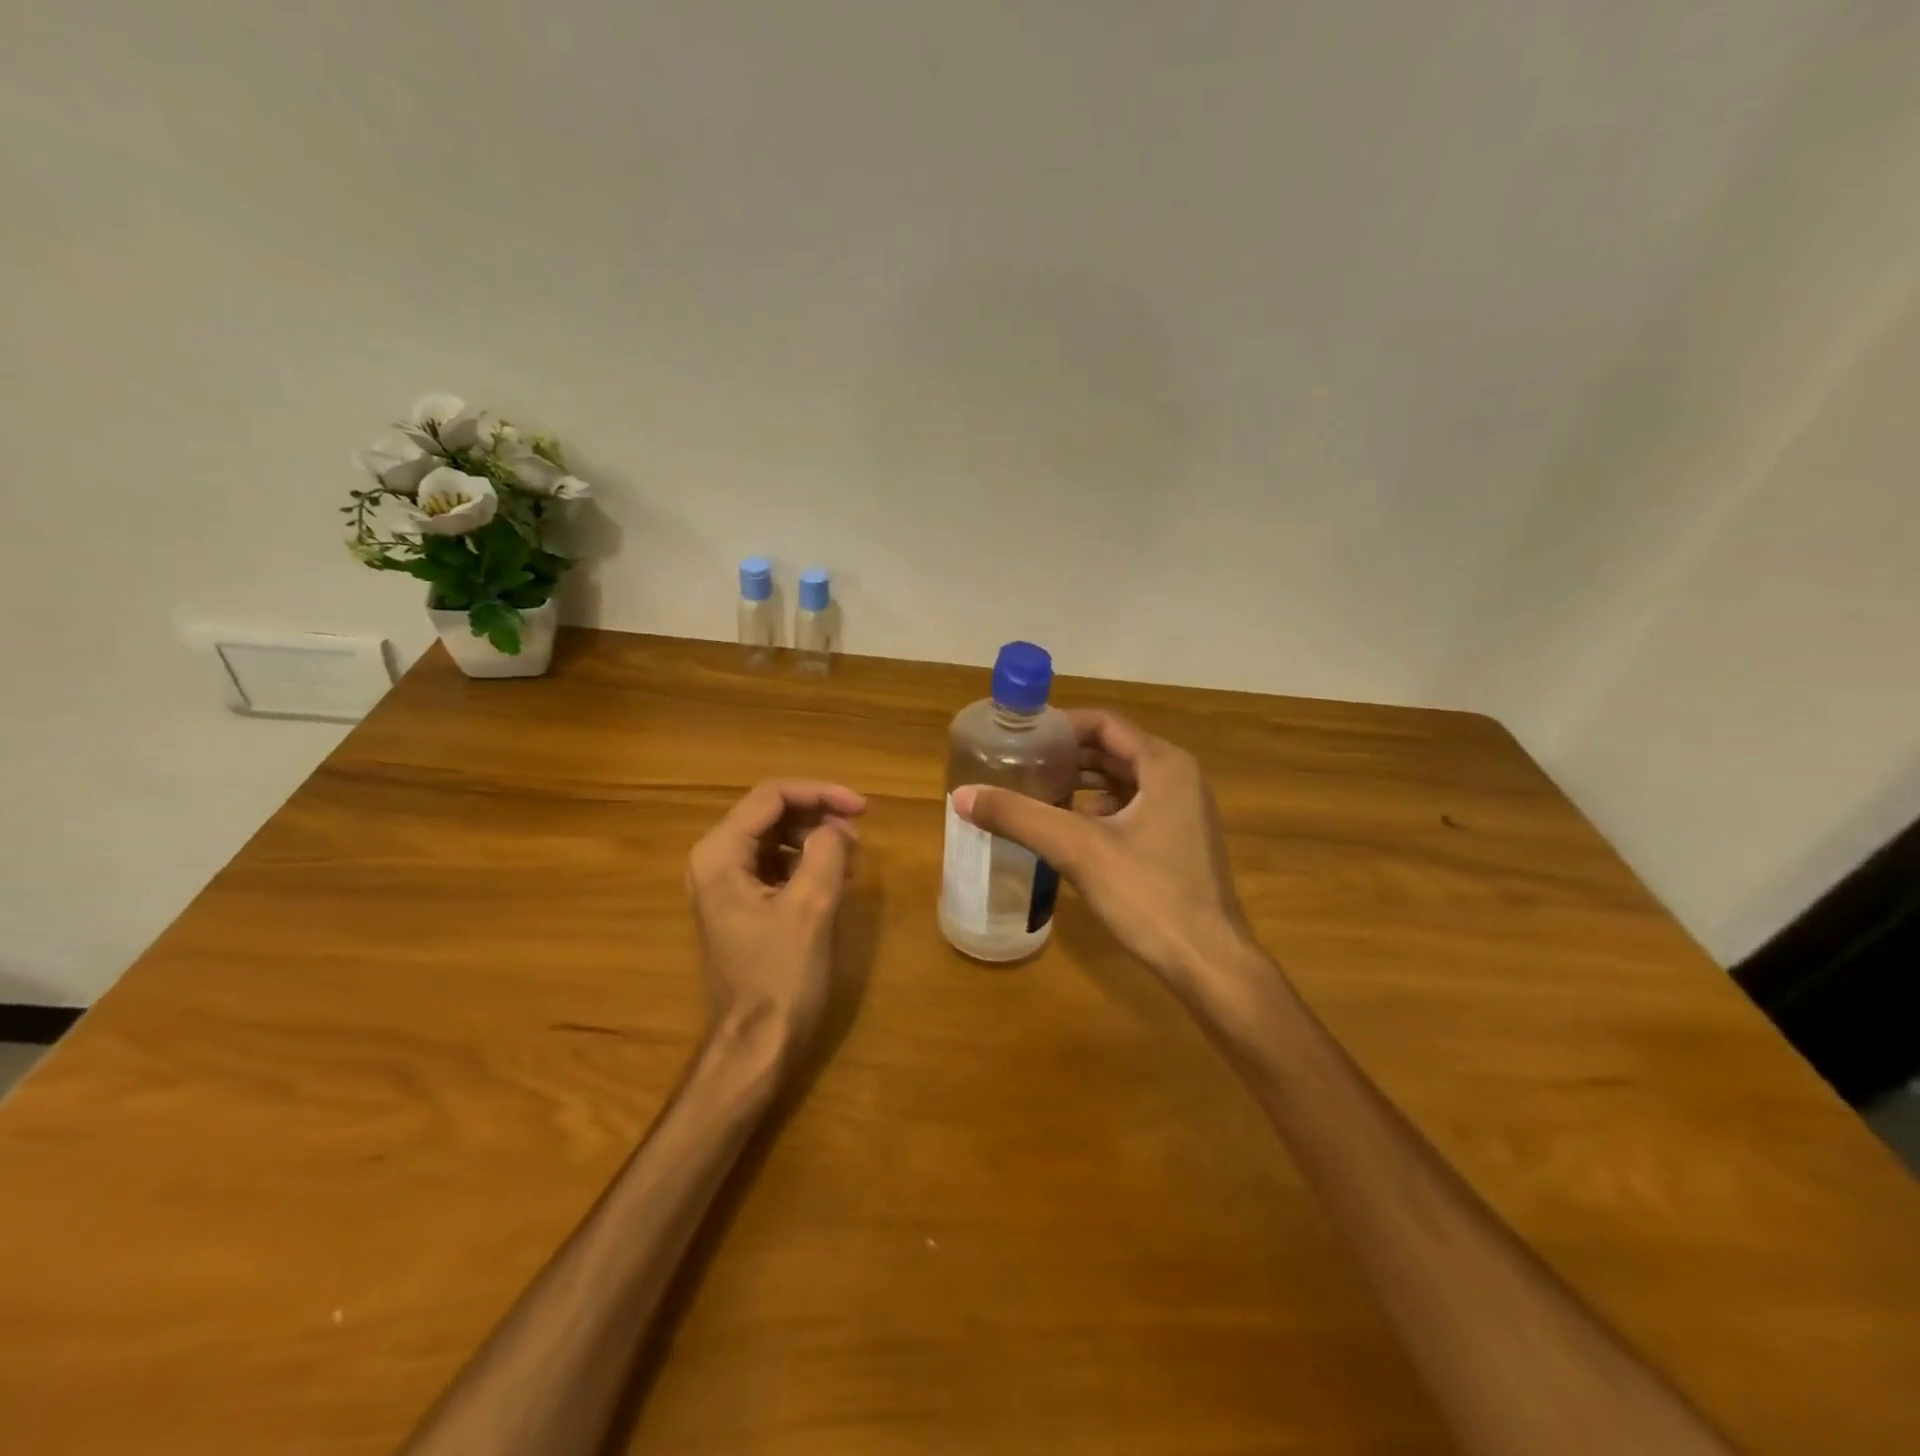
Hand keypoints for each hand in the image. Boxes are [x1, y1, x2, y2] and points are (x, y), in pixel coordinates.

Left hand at [686, 780, 864, 1057]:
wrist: (756, 1045)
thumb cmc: (781, 977)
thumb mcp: (812, 908)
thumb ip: (827, 852)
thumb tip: (837, 829)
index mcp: (720, 854)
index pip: (772, 796)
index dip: (821, 793)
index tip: (863, 808)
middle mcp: (713, 860)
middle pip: (771, 812)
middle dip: (818, 815)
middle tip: (859, 834)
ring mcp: (724, 883)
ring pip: (775, 837)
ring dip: (815, 838)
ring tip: (851, 858)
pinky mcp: (739, 904)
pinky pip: (774, 864)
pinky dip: (806, 862)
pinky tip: (834, 879)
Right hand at [952, 710, 1252, 987]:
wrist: (1209, 963)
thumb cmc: (1150, 896)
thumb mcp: (1078, 850)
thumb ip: (1019, 816)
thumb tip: (962, 794)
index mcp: (1164, 765)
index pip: (1105, 724)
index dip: (1061, 725)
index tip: (1021, 736)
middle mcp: (1178, 779)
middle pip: (1112, 750)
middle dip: (1066, 755)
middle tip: (1019, 763)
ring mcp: (1182, 812)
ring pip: (1122, 782)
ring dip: (1080, 784)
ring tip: (1034, 792)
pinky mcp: (1178, 843)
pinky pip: (1131, 810)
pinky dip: (1097, 811)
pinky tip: (1065, 830)